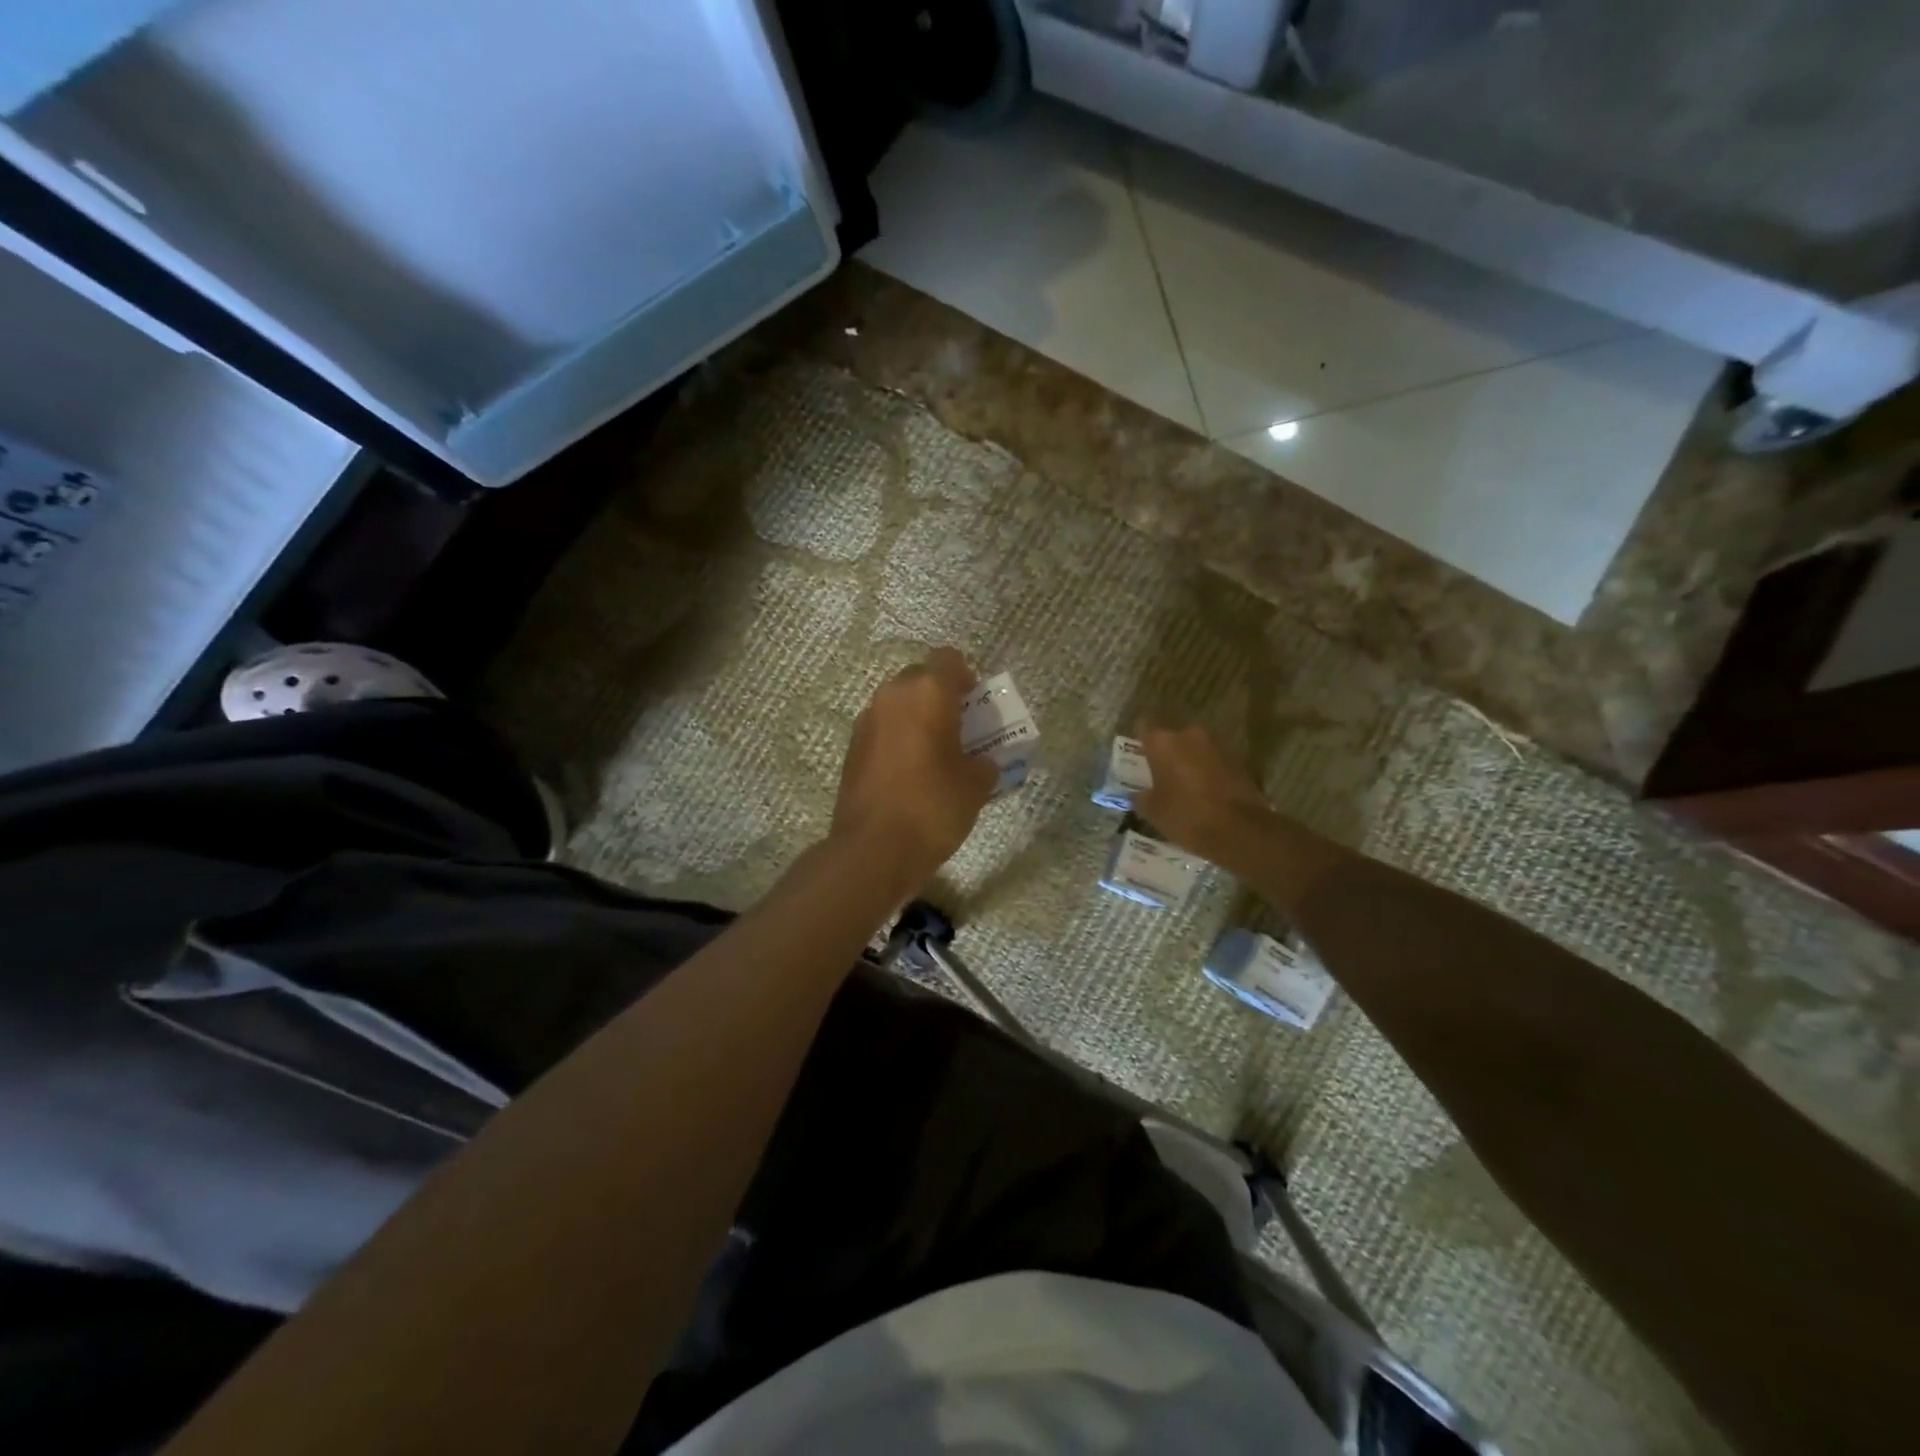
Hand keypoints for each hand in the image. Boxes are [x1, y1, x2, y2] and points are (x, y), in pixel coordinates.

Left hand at [832, 647, 997, 891]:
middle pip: (920, 677)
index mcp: (927, 693)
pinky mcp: (852, 747)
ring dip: (917, 717)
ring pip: (897, 703)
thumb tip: (980, 762)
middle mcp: (892, 696)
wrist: (873, 848)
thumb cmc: (932, 807)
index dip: (965, 675)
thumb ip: (984, 763)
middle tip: (959, 726)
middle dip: (939, 695)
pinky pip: (882, 728)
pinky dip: (898, 738)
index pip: (948, 658)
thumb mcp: (975, 786)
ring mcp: (867, 721)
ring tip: (935, 750)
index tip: (974, 701)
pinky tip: (911, 770)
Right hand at [1134, 723, 1276, 867]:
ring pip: (1193, 747)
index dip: (1139, 740)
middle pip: (1171, 736)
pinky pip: (1212, 759)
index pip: (1143, 726)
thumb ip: (1139, 797)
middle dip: (1165, 752)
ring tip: (1181, 785)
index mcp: (1163, 742)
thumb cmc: (1187, 816)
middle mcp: (1189, 734)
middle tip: (1158, 774)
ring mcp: (1216, 744)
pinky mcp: (1236, 759)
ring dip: (1187, 760)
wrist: (1241, 830)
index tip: (1137, 757)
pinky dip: (1206, 770)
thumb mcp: (1153, 812)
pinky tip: (1203, 791)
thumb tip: (1136, 793)